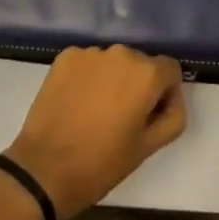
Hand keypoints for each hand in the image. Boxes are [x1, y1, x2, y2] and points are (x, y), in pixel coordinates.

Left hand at [4, 46, 187, 219]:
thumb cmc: (103, 163)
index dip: (166, 93)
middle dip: (138, 85)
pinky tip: (77, 104)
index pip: (170, 69)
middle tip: (123, 118)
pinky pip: (88, 63)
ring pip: (112, 62)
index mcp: (145, 73)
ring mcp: (90, 52)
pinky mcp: (66, 56)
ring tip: (97, 113)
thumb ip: (172, 116)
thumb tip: (171, 97)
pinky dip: (88, 78)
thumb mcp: (148, 148)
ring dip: (112, 80)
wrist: (46, 168)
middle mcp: (120, 52)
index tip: (151, 116)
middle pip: (140, 63)